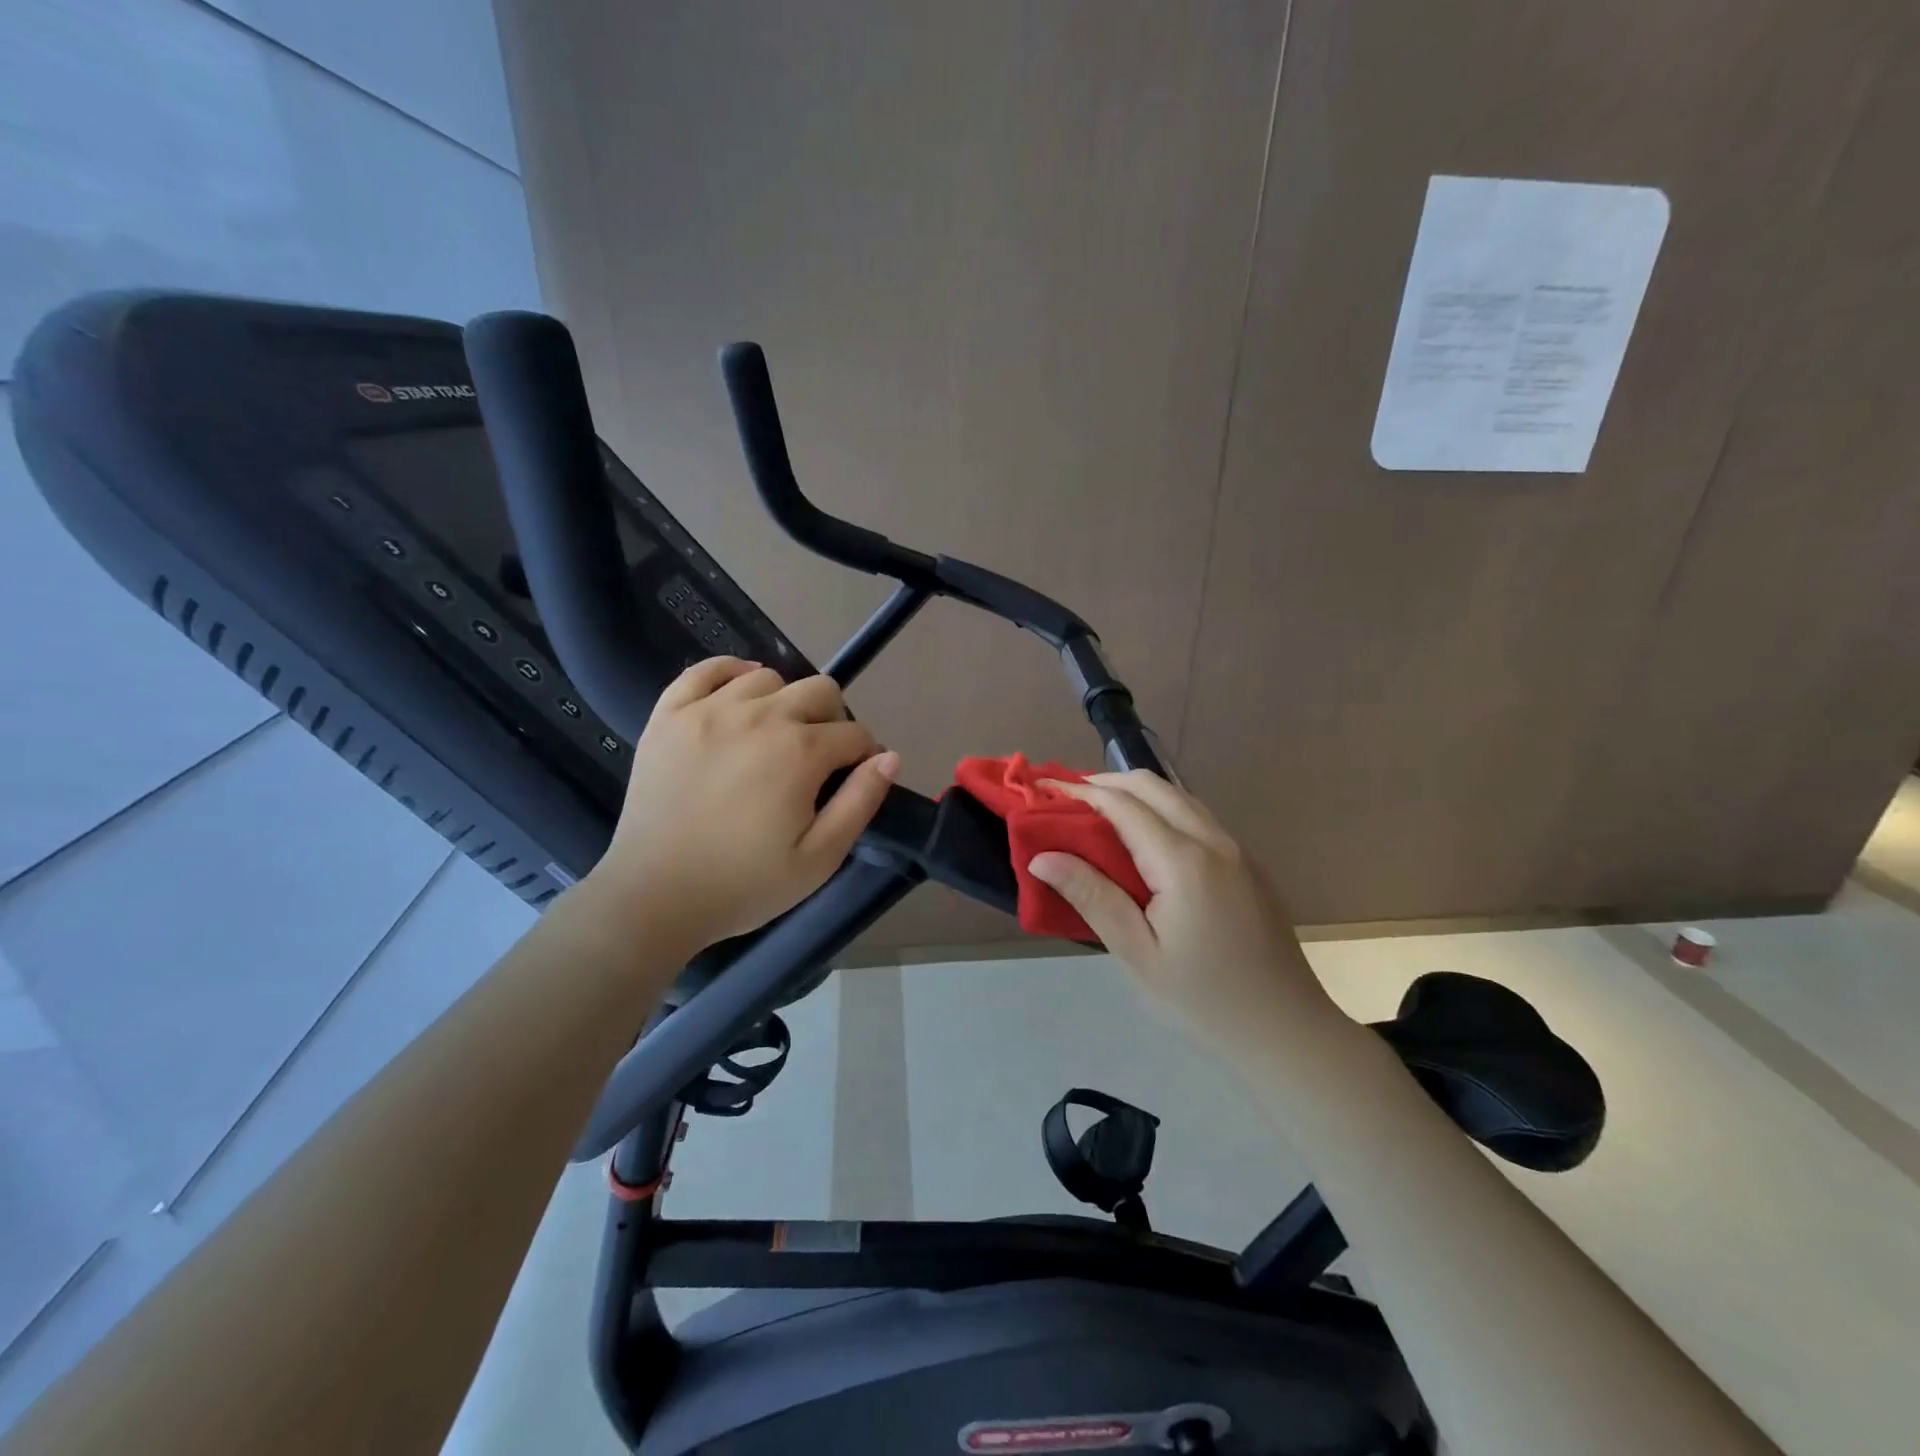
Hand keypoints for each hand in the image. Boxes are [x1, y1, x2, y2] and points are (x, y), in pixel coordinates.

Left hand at [582, 658, 898, 948]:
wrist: (653, 897)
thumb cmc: (744, 885)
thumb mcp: (819, 859)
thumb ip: (860, 802)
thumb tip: (889, 757)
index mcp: (800, 751)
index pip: (854, 734)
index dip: (865, 756)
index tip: (855, 779)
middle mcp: (760, 716)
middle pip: (819, 690)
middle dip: (833, 720)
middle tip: (819, 760)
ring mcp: (709, 710)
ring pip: (767, 677)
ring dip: (784, 701)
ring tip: (775, 736)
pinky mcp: (669, 715)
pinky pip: (705, 670)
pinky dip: (730, 673)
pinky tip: (738, 697)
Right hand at [1027, 772, 1341, 1056]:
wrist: (1287, 1030)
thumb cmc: (1203, 999)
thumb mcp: (1137, 954)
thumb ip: (1092, 897)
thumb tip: (1042, 856)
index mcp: (1184, 861)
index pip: (1123, 805)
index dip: (1080, 792)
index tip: (1043, 788)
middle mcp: (1214, 841)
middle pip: (1153, 786)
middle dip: (1105, 782)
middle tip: (1066, 799)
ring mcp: (1236, 849)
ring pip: (1179, 797)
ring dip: (1135, 793)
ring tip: (1096, 813)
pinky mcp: (1247, 864)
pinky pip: (1197, 817)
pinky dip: (1161, 810)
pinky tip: (1141, 840)